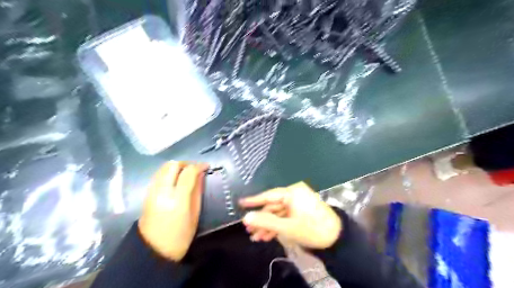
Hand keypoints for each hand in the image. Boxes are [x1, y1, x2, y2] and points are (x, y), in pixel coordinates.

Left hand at [138, 160, 208, 261]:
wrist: (153, 251)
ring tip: (186, 174)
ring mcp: (152, 192)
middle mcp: (162, 191)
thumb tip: (201, 175)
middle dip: (186, 163)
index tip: (207, 166)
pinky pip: (158, 175)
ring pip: (163, 168)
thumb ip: (197, 192)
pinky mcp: (147, 194)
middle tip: (195, 169)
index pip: (188, 173)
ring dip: (177, 167)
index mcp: (177, 199)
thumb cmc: (180, 236)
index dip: (199, 166)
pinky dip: (169, 172)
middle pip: (172, 165)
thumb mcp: (195, 215)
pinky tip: (176, 180)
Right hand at [240, 182, 340, 249]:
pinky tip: (267, 236)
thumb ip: (266, 221)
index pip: (269, 195)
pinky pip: (284, 217)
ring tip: (256, 237)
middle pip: (272, 206)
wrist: (337, 238)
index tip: (240, 203)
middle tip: (248, 229)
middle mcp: (294, 195)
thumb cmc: (312, 229)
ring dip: (268, 225)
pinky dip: (277, 226)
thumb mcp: (287, 227)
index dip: (253, 201)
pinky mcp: (300, 212)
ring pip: (277, 213)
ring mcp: (297, 204)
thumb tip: (246, 217)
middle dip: (261, 219)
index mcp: (292, 193)